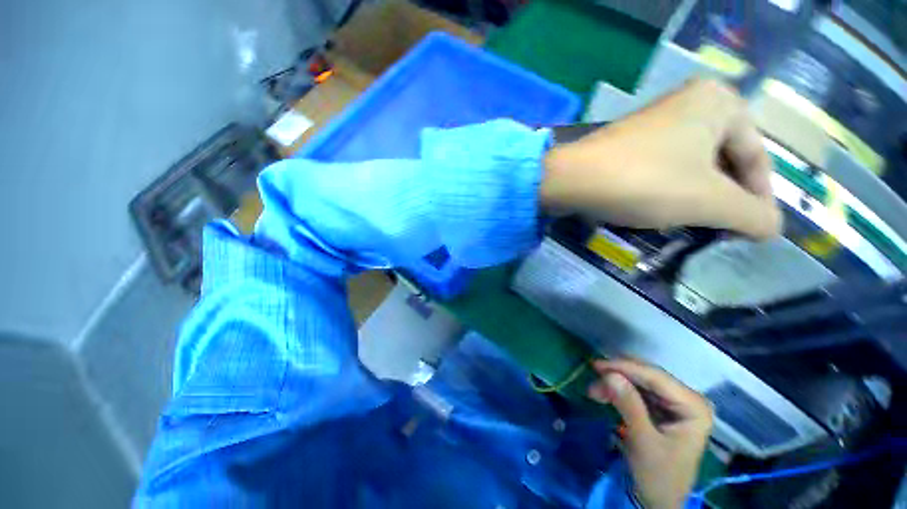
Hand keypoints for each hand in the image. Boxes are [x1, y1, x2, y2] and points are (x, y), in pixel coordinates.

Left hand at [540, 79, 781, 239]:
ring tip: (697, 226)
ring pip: (693, 168)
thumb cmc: (644, 181)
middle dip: (726, 199)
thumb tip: (773, 228)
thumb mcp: (708, 201)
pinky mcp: (629, 144)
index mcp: (720, 102)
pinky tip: (666, 212)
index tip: (755, 233)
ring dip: (698, 198)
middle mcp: (689, 103)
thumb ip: (752, 215)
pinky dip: (671, 191)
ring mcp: (655, 123)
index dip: (759, 199)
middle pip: (724, 162)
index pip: (757, 157)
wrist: (570, 180)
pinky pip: (664, 169)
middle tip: (724, 232)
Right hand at [588, 359, 713, 508]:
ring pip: (639, 380)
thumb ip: (629, 406)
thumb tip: (609, 375)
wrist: (659, 501)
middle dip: (618, 375)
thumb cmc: (658, 476)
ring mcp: (674, 403)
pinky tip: (603, 394)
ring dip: (615, 383)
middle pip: (647, 375)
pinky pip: (636, 391)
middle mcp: (686, 399)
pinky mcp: (661, 408)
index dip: (625, 367)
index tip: (596, 365)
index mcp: (694, 407)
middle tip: (593, 378)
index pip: (656, 377)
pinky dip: (618, 391)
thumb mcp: (643, 442)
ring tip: (594, 391)